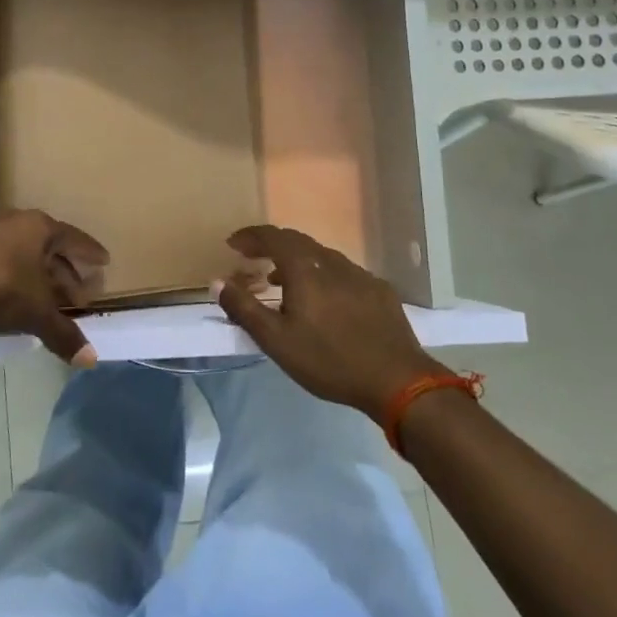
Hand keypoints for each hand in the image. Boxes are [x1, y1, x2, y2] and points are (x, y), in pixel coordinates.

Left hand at [0, 209, 108, 365]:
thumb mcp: (35, 313)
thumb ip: (63, 333)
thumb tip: (90, 359)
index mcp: (39, 227)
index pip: (74, 238)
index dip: (90, 254)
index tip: (103, 263)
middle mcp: (14, 220)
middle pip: (48, 244)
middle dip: (64, 269)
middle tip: (77, 293)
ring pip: (21, 248)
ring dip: (36, 271)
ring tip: (44, 296)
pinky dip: (10, 270)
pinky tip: (8, 291)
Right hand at [215, 225, 445, 419]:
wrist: (397, 381)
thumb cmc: (329, 360)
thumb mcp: (276, 341)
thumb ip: (244, 309)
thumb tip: (218, 282)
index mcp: (305, 268)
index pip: (272, 236)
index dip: (250, 236)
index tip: (233, 244)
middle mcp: (332, 262)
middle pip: (297, 241)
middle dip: (271, 246)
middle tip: (253, 260)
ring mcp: (359, 274)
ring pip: (321, 256)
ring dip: (296, 262)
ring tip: (282, 283)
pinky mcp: (379, 291)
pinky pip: (342, 272)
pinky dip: (322, 275)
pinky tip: (324, 300)